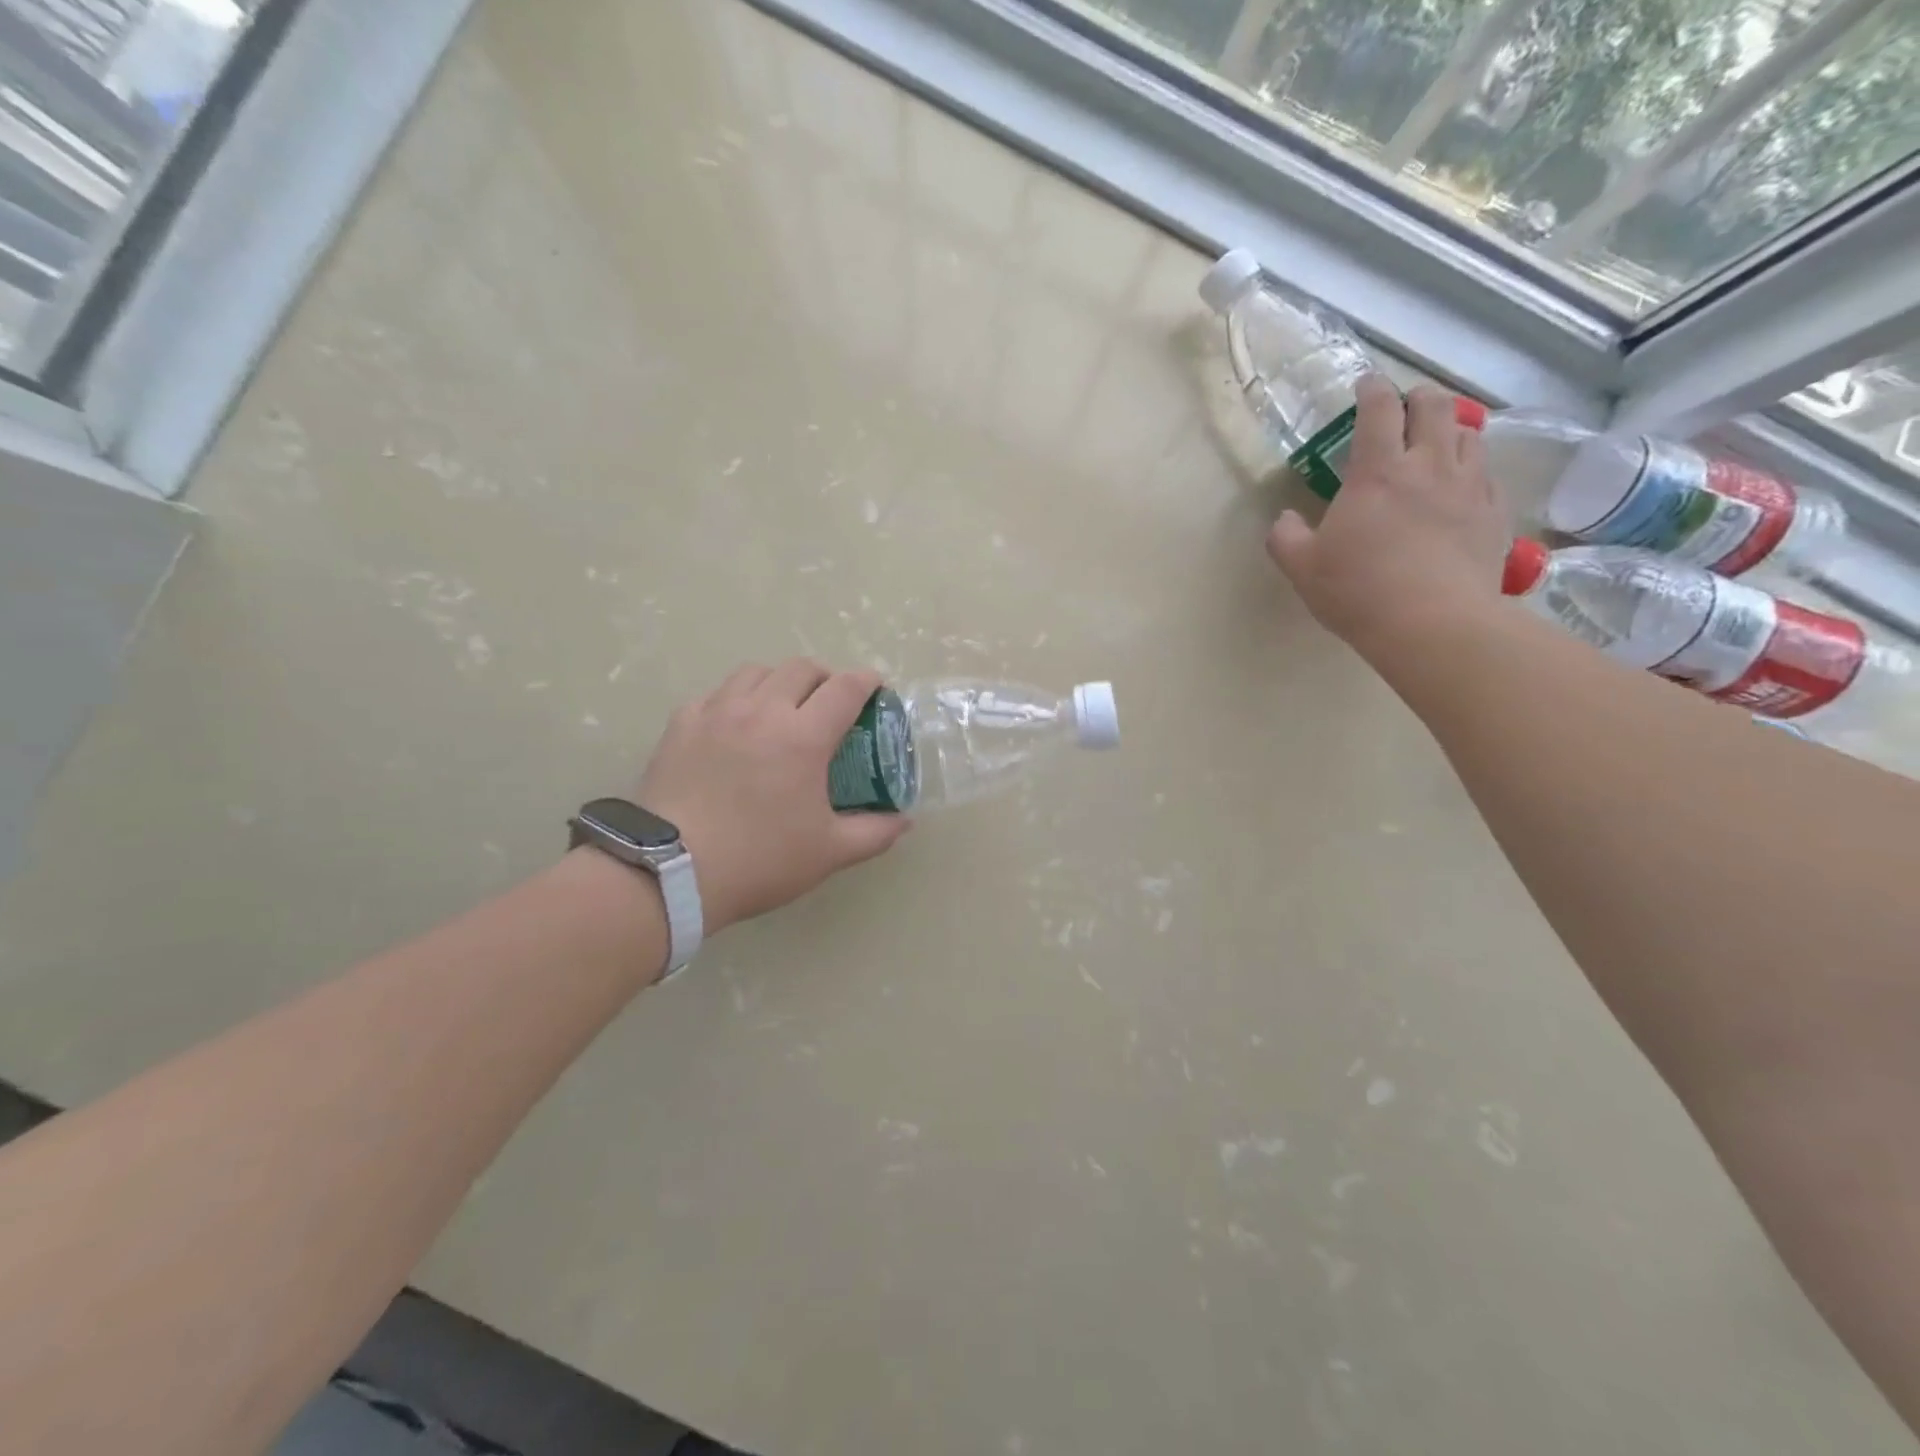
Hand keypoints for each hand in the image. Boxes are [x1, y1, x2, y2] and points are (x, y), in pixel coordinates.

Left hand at [636, 660, 911, 934]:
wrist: (670, 871)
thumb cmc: (760, 860)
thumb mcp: (829, 853)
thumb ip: (874, 832)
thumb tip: (904, 820)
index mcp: (804, 737)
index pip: (845, 688)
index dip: (867, 681)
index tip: (876, 688)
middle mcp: (762, 711)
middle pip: (801, 668)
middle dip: (825, 677)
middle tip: (830, 702)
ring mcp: (717, 712)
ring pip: (756, 672)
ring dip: (779, 681)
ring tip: (782, 707)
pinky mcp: (681, 724)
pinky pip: (716, 693)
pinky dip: (735, 699)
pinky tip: (734, 724)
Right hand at [1266, 376, 1509, 661]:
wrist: (1432, 624)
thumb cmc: (1358, 590)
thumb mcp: (1302, 568)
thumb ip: (1286, 537)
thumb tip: (1285, 519)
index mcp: (1377, 472)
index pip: (1378, 410)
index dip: (1371, 389)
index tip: (1365, 383)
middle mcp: (1429, 466)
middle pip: (1435, 406)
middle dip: (1419, 397)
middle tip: (1405, 407)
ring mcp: (1468, 487)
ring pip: (1469, 434)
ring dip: (1451, 428)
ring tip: (1437, 441)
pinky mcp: (1494, 514)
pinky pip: (1488, 475)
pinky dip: (1472, 469)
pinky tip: (1461, 487)